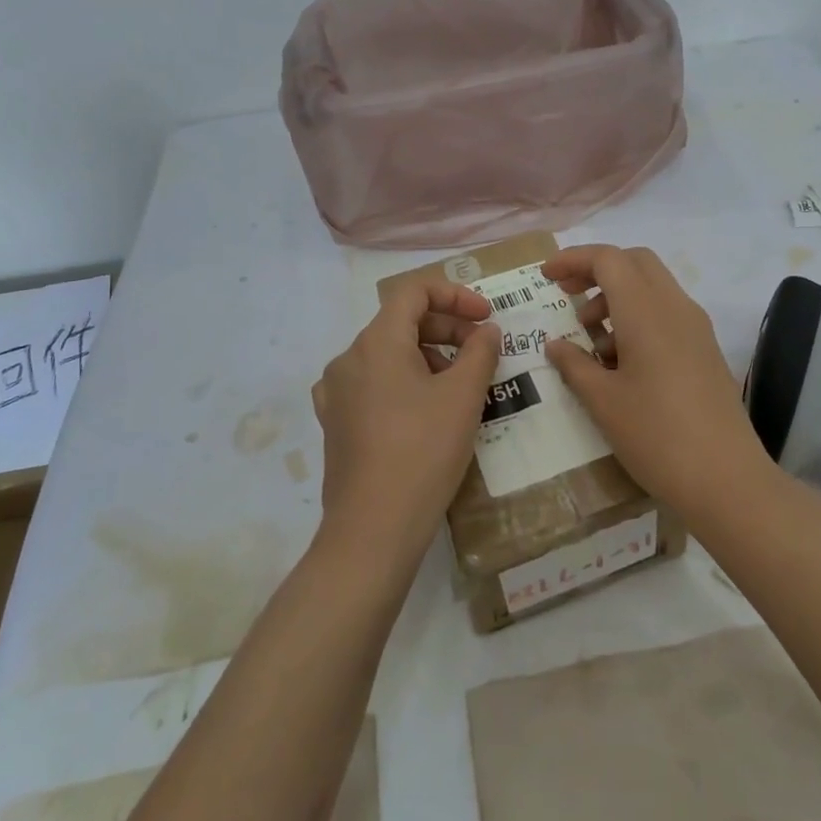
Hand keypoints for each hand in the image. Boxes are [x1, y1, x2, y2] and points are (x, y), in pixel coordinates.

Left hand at [311, 277, 500, 562]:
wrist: (373, 529)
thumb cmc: (424, 452)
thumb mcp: (463, 397)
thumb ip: (480, 352)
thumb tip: (485, 330)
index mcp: (376, 342)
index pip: (414, 292)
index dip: (455, 295)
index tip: (486, 318)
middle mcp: (348, 359)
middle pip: (400, 322)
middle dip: (446, 328)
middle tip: (481, 352)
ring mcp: (336, 393)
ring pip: (387, 355)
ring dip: (428, 356)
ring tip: (460, 386)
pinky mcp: (335, 423)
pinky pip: (373, 385)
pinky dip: (404, 383)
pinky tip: (426, 412)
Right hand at [542, 245, 768, 512]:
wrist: (727, 480)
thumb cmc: (656, 436)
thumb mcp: (603, 402)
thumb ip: (574, 364)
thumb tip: (555, 344)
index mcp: (646, 312)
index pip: (608, 259)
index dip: (573, 259)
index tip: (546, 277)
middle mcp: (675, 308)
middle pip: (634, 262)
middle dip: (597, 270)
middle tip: (566, 297)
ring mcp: (696, 328)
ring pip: (652, 287)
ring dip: (616, 297)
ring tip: (590, 343)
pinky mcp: (705, 349)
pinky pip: (666, 313)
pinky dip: (638, 318)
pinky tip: (620, 362)